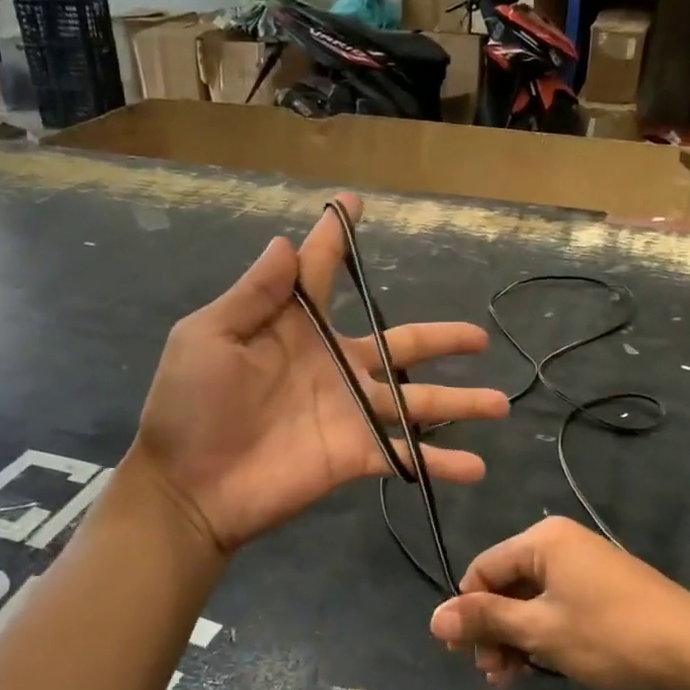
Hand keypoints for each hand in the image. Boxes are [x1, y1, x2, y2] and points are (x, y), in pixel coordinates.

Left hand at [132, 194, 509, 552]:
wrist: (189, 486)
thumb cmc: (190, 406)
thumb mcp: (208, 338)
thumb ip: (253, 296)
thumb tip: (284, 242)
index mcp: (297, 331)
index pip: (321, 275)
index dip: (335, 238)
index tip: (355, 203)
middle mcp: (335, 366)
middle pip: (401, 343)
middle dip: (441, 338)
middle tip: (478, 336)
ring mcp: (351, 412)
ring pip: (418, 400)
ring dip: (459, 401)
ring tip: (500, 402)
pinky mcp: (355, 454)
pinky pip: (405, 455)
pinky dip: (439, 462)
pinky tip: (476, 466)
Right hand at [429, 516, 689, 689]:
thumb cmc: (610, 634)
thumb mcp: (541, 630)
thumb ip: (486, 620)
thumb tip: (434, 619)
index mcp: (543, 539)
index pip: (483, 568)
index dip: (467, 610)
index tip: (462, 653)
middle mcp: (562, 543)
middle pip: (507, 584)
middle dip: (493, 629)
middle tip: (491, 673)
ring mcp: (586, 565)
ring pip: (532, 600)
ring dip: (516, 637)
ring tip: (511, 679)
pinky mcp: (604, 589)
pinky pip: (558, 605)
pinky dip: (543, 634)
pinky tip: (538, 667)